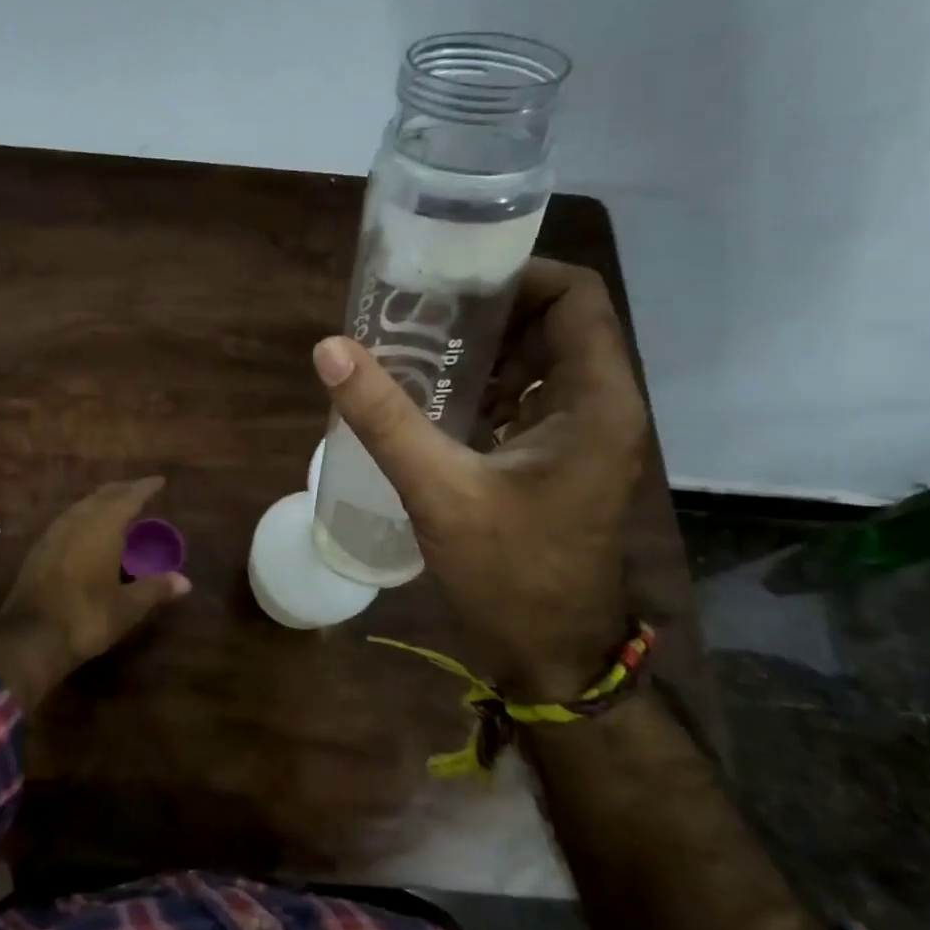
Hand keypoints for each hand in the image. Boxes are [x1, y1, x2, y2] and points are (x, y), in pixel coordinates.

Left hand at [0, 477, 190, 710]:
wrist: (29, 638)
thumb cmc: (86, 618)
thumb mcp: (127, 607)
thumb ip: (155, 589)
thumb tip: (185, 582)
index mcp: (102, 528)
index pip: (128, 497)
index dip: (145, 488)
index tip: (159, 481)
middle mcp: (76, 522)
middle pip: (102, 496)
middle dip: (122, 490)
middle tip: (140, 491)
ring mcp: (53, 533)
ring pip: (81, 506)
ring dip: (101, 501)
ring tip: (117, 507)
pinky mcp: (39, 549)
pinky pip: (67, 520)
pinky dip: (84, 516)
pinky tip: (88, 530)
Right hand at [313, 259, 647, 701]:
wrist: (549, 654)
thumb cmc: (509, 572)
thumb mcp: (439, 489)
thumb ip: (384, 417)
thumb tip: (330, 349)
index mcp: (594, 400)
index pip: (575, 297)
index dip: (519, 275)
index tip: (452, 281)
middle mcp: (599, 407)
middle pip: (553, 325)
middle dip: (488, 313)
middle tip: (418, 312)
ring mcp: (581, 437)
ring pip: (536, 365)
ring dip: (481, 353)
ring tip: (415, 350)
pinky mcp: (558, 463)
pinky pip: (523, 402)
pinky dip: (482, 390)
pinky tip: (430, 403)